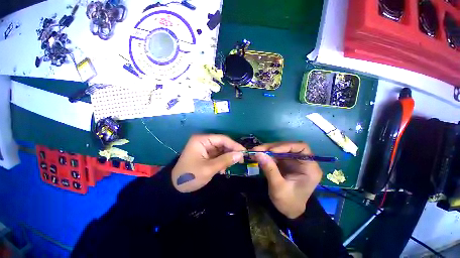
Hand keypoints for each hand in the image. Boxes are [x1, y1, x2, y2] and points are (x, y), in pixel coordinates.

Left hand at [172, 134, 244, 192]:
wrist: (175, 187)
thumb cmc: (191, 176)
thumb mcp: (209, 169)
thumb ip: (225, 160)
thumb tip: (241, 154)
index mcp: (202, 140)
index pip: (222, 139)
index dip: (234, 145)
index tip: (244, 152)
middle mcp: (203, 141)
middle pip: (222, 143)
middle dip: (231, 152)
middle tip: (240, 160)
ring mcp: (204, 147)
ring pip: (221, 149)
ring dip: (226, 157)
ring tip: (230, 166)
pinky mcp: (205, 154)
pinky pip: (218, 154)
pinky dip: (222, 160)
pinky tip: (222, 169)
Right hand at [252, 142, 322, 218]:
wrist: (288, 211)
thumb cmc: (288, 202)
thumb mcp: (278, 187)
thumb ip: (269, 169)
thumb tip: (258, 154)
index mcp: (309, 168)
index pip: (301, 148)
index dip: (286, 146)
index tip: (271, 151)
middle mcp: (302, 161)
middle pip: (288, 147)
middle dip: (272, 147)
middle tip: (258, 149)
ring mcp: (293, 161)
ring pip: (280, 149)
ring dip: (267, 149)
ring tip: (255, 152)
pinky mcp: (285, 162)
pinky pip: (275, 154)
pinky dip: (266, 154)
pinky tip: (258, 155)